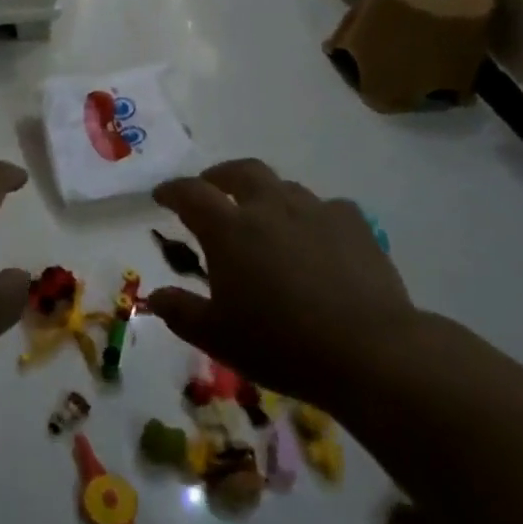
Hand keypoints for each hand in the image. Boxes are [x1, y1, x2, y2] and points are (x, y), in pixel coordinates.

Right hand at [145, 159, 416, 404]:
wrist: (369, 352)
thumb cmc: (280, 344)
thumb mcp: (216, 337)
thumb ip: (180, 312)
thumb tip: (154, 297)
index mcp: (229, 230)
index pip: (191, 193)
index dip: (172, 191)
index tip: (161, 196)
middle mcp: (270, 208)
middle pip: (241, 171)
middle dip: (220, 176)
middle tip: (212, 189)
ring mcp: (316, 212)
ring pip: (284, 186)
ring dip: (265, 193)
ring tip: (262, 215)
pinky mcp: (355, 226)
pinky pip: (326, 207)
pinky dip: (310, 214)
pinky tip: (314, 235)